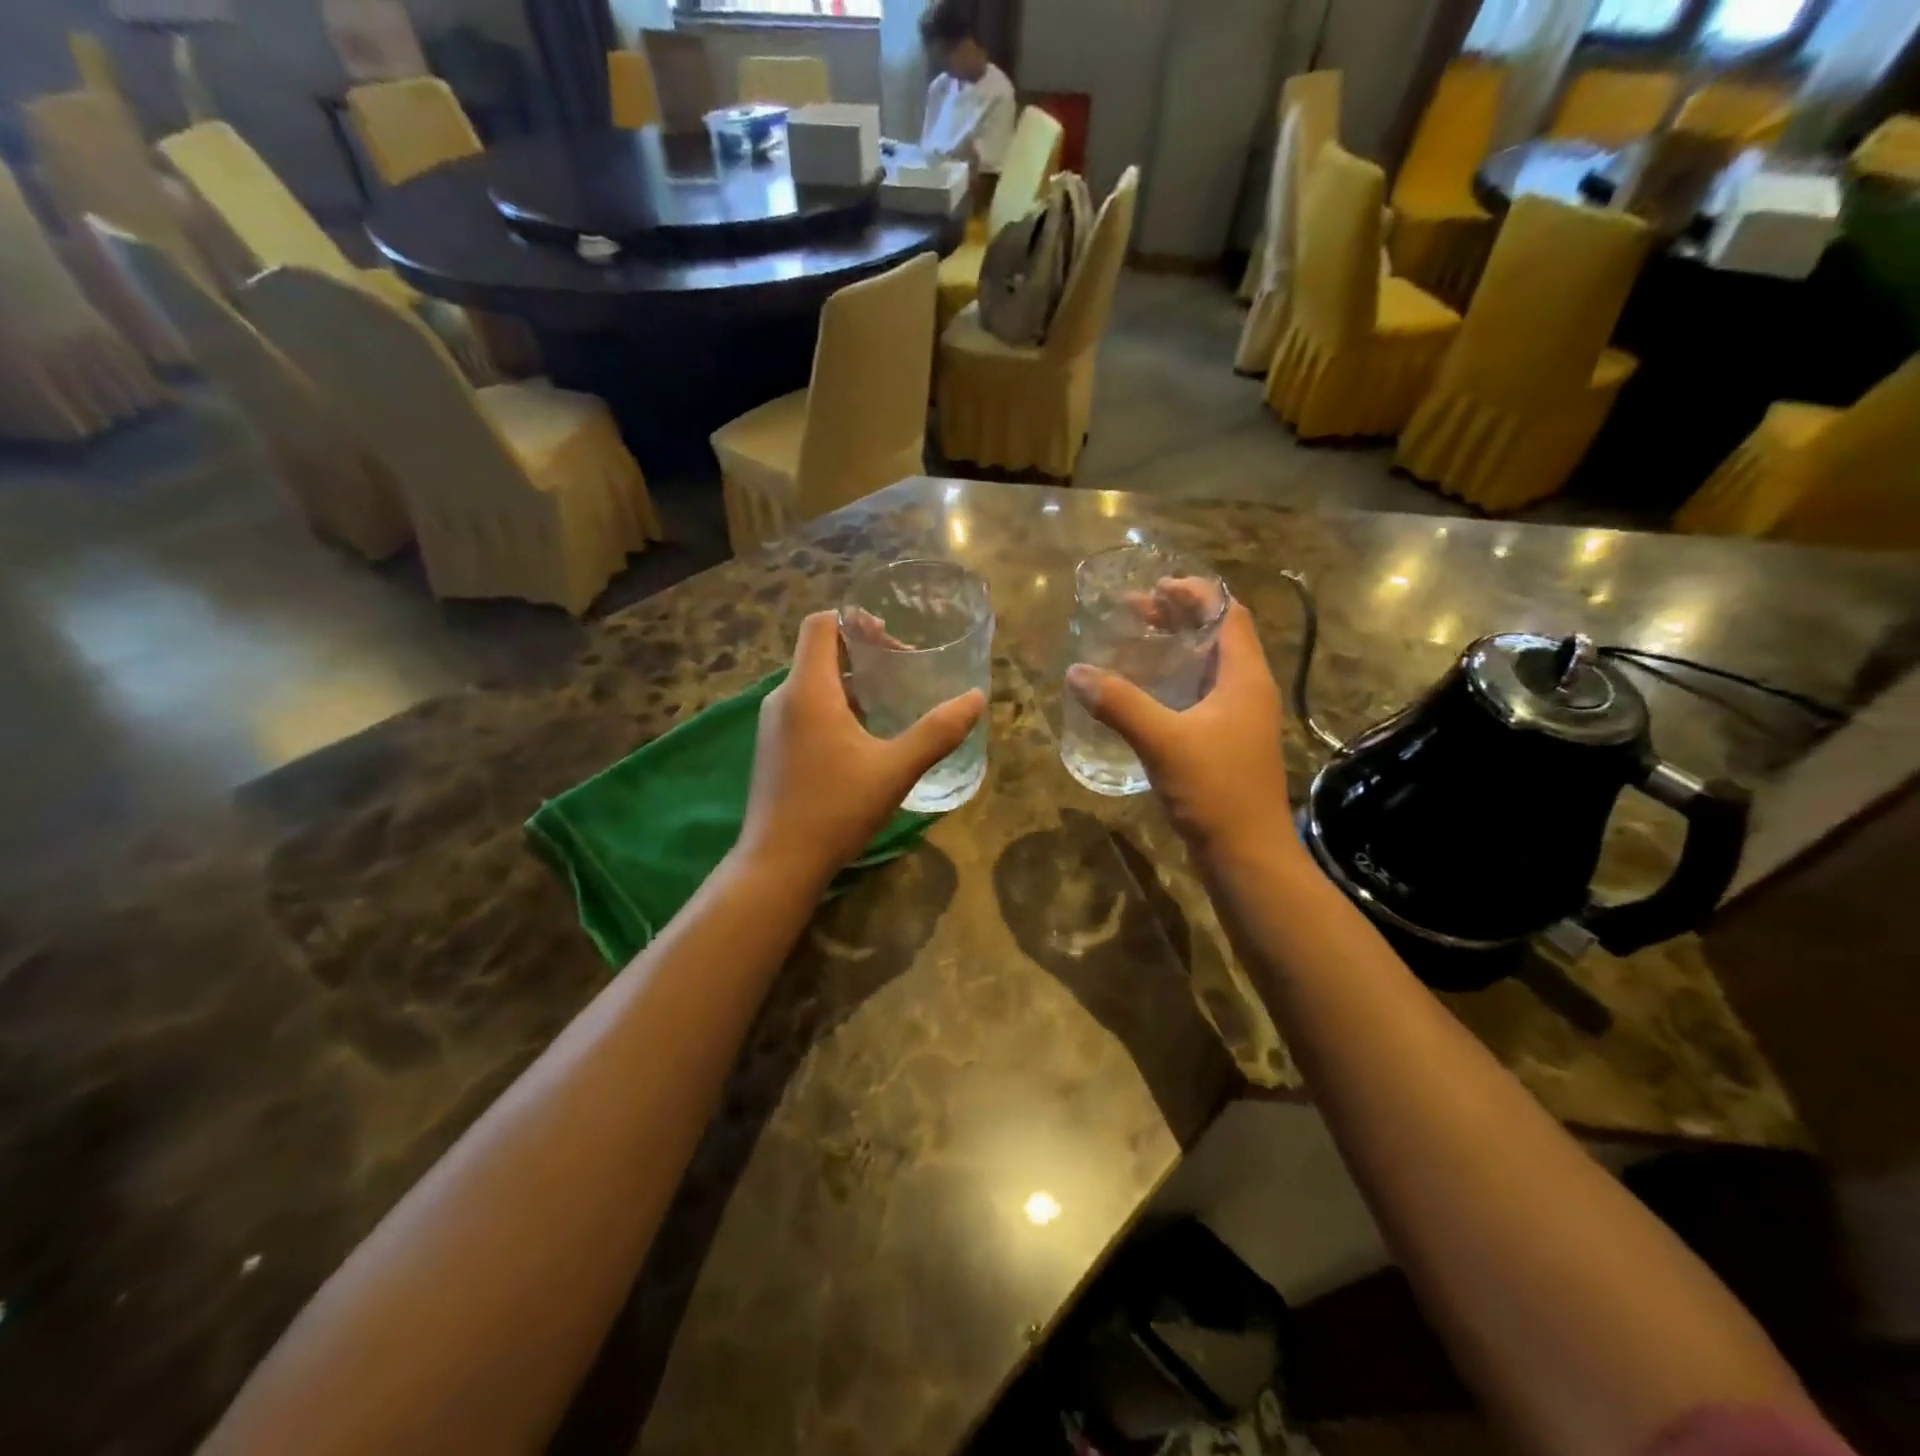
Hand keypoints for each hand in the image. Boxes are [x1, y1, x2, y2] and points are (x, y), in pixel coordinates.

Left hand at [739, 612, 984, 884]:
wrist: (778, 864)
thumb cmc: (836, 809)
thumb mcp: (895, 769)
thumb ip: (938, 732)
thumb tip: (975, 698)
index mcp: (808, 690)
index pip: (821, 624)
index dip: (855, 620)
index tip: (892, 638)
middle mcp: (784, 698)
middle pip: (819, 652)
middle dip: (862, 653)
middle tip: (903, 671)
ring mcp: (774, 726)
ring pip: (814, 684)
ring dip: (852, 684)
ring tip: (890, 703)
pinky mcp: (774, 750)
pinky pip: (806, 710)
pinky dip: (836, 708)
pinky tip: (864, 740)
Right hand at [1066, 600, 1293, 860]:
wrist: (1247, 853)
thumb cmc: (1215, 790)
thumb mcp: (1163, 741)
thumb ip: (1120, 704)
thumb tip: (1076, 672)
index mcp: (1244, 677)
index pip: (1229, 614)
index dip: (1196, 593)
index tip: (1156, 587)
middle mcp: (1248, 690)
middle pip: (1218, 636)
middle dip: (1180, 618)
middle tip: (1136, 612)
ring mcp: (1240, 719)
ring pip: (1210, 667)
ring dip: (1178, 649)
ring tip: (1138, 643)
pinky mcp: (1227, 743)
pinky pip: (1202, 696)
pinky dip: (1176, 682)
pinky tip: (1146, 693)